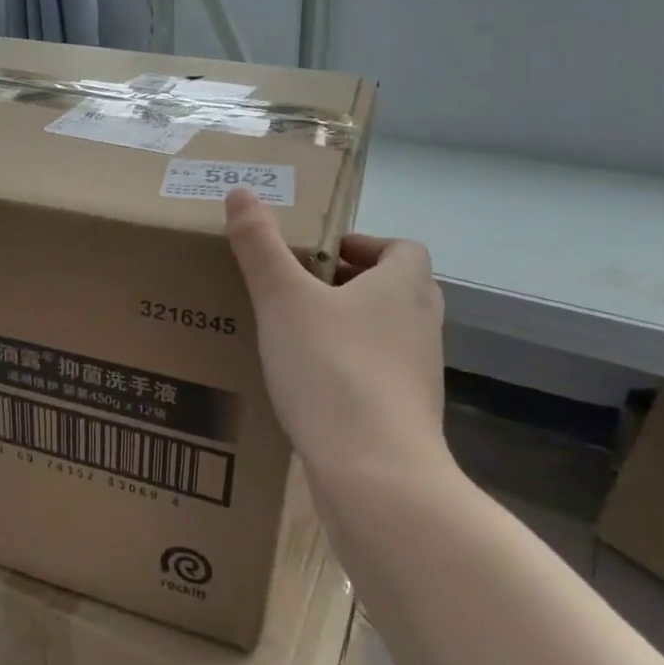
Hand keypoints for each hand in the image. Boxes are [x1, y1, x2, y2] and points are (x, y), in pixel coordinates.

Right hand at [224, 187, 448, 475]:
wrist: (376, 473)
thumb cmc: (332, 370)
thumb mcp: (283, 299)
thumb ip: (260, 245)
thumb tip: (241, 191)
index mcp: (404, 286)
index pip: (400, 248)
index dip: (362, 245)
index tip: (317, 256)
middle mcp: (422, 325)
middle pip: (394, 289)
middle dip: (348, 286)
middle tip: (298, 291)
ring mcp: (421, 375)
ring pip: (386, 335)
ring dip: (349, 328)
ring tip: (296, 337)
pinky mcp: (408, 416)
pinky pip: (378, 377)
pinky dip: (350, 371)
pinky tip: (309, 388)